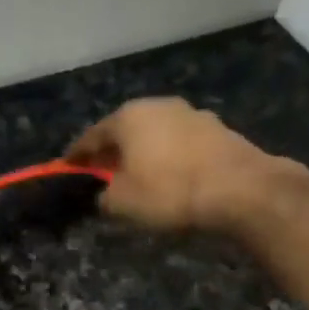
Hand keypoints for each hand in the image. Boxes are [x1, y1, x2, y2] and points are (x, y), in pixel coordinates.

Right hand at [65, 97, 306, 232]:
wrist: (240, 190)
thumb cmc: (169, 192)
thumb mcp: (122, 203)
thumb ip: (104, 197)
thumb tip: (104, 194)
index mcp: (128, 117)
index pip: (92, 136)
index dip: (77, 154)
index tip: (67, 166)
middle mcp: (159, 106)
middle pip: (125, 129)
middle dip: (112, 150)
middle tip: (101, 170)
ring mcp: (192, 114)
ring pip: (155, 134)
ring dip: (143, 152)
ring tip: (137, 175)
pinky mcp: (218, 130)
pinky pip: (180, 144)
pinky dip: (169, 157)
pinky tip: (169, 175)